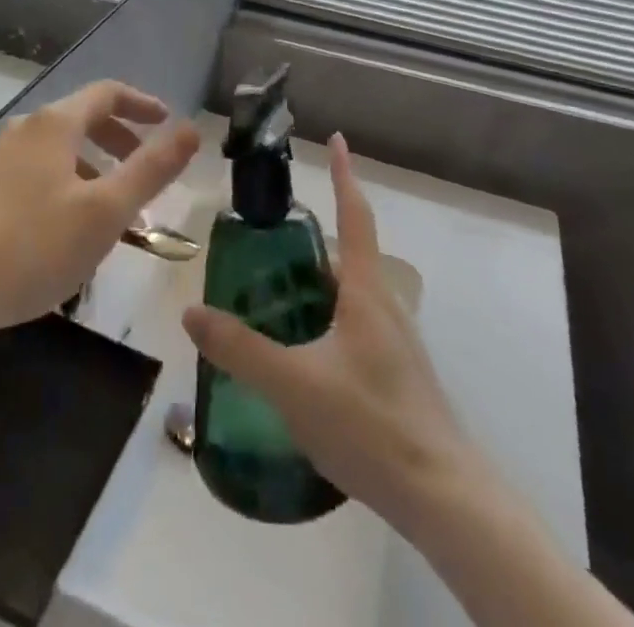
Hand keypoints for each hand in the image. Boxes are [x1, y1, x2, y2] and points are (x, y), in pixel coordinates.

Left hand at [0, 80, 200, 335]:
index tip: (168, 124)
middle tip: (147, 172)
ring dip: (96, 170)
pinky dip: (68, 186)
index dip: (143, 104)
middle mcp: (26, 130)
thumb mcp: (105, 211)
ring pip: (61, 151)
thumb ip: (152, 169)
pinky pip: (39, 173)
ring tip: (115, 214)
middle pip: (83, 119)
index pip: (108, 93)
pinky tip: (69, 232)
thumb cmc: (31, 247)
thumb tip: (193, 129)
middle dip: (122, 141)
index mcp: (56, 124)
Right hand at [183, 132, 474, 537]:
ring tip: (271, 294)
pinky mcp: (395, 373)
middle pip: (347, 254)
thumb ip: (240, 349)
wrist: (442, 497)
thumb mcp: (293, 384)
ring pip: (350, 294)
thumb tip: (191, 313)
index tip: (337, 137)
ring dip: (315, 283)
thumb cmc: (370, 423)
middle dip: (310, 239)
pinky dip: (324, 317)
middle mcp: (384, 304)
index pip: (354, 215)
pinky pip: (354, 325)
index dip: (345, 174)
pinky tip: (300, 352)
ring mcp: (394, 341)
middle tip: (266, 238)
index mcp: (365, 290)